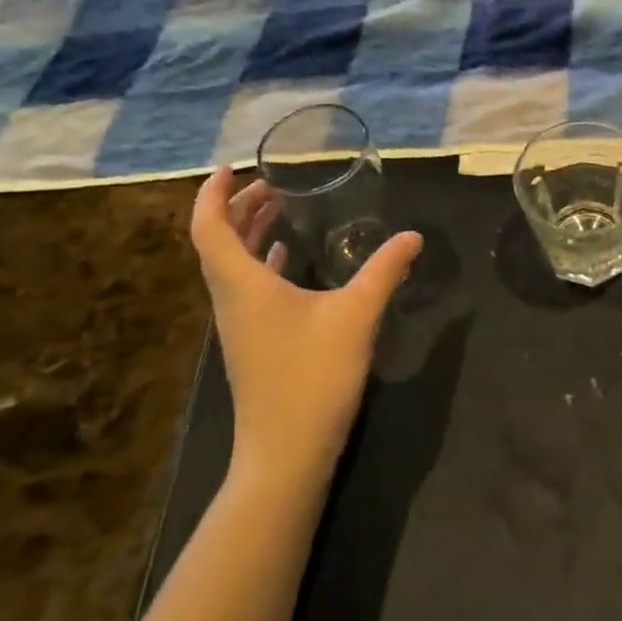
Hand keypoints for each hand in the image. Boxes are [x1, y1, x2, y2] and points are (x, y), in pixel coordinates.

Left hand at [190, 169, 422, 490]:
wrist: (285, 453)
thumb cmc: (313, 378)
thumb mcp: (356, 316)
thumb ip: (385, 271)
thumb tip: (413, 236)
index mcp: (242, 284)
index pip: (208, 226)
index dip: (213, 193)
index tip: (232, 167)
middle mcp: (231, 299)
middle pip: (218, 241)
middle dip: (237, 206)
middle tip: (269, 183)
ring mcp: (238, 324)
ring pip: (230, 265)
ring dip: (247, 232)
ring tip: (277, 209)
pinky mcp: (251, 342)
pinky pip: (245, 287)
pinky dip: (260, 262)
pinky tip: (285, 259)